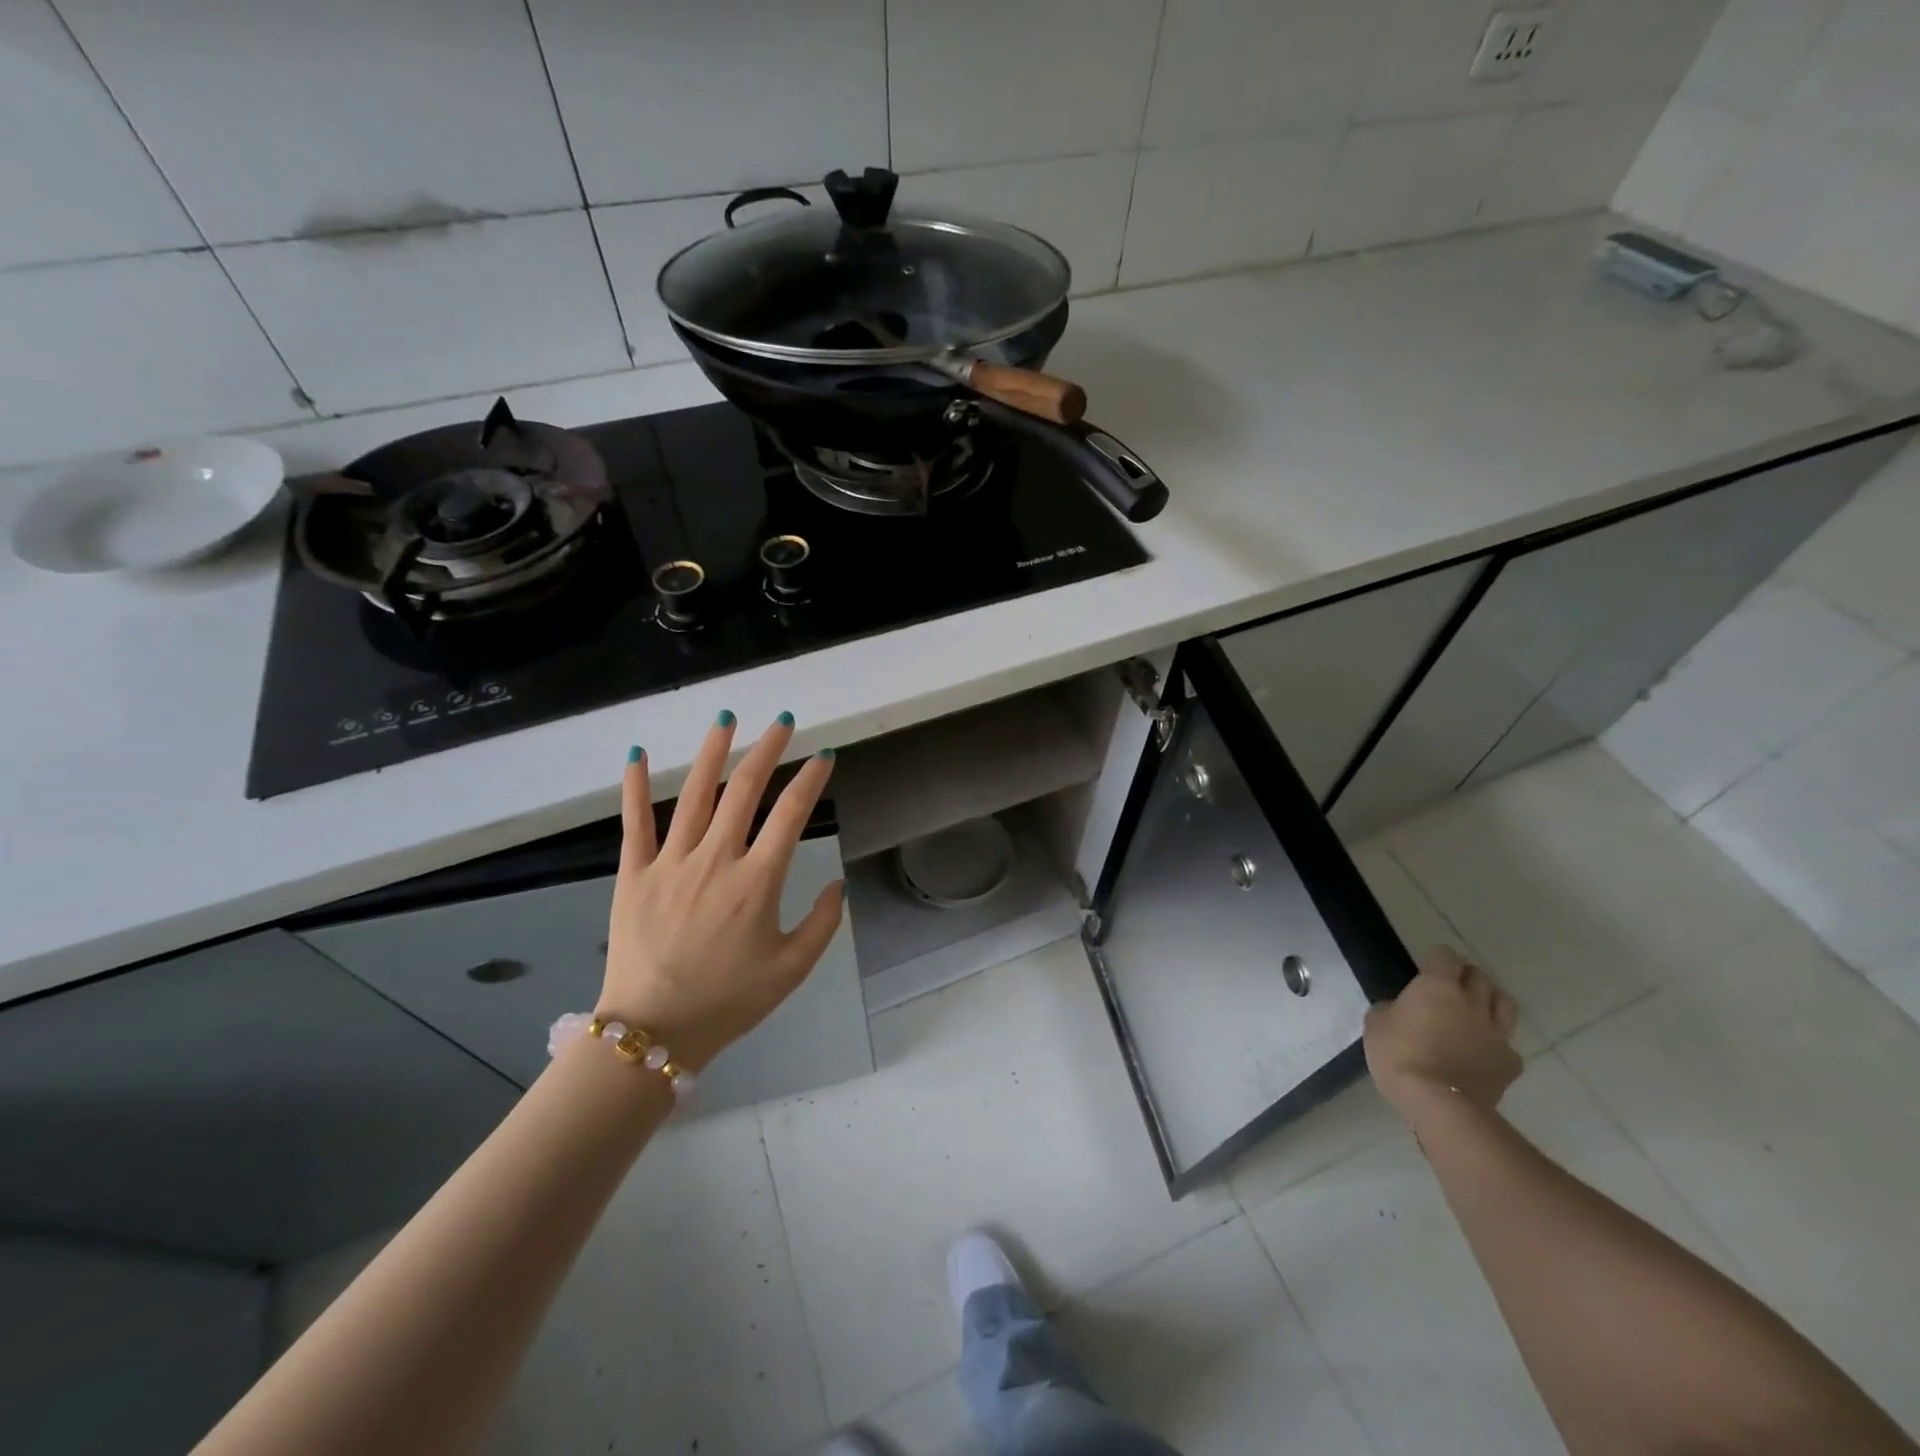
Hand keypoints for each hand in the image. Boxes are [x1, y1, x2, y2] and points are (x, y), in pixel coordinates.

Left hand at [600, 714, 842, 1072]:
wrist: (653, 1031)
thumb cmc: (728, 1001)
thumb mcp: (791, 970)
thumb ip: (823, 924)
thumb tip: (838, 883)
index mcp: (757, 881)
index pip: (791, 814)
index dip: (811, 780)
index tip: (823, 756)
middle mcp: (716, 859)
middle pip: (745, 790)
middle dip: (768, 749)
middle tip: (783, 722)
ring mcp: (671, 862)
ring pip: (694, 794)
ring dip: (712, 752)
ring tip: (726, 719)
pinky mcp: (634, 873)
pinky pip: (635, 822)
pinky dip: (634, 786)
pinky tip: (636, 754)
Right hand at [1364, 946, 1520, 1119]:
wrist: (1440, 1104)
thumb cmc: (1400, 1055)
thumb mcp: (1376, 1023)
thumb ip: (1391, 1008)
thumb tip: (1401, 1009)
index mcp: (1438, 986)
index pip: (1445, 956)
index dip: (1436, 958)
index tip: (1427, 966)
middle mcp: (1472, 1002)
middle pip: (1479, 976)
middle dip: (1465, 976)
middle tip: (1451, 985)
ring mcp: (1496, 1033)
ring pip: (1504, 1003)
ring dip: (1490, 1000)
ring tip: (1475, 1010)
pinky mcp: (1510, 1063)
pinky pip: (1508, 1044)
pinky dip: (1497, 1043)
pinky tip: (1483, 1052)